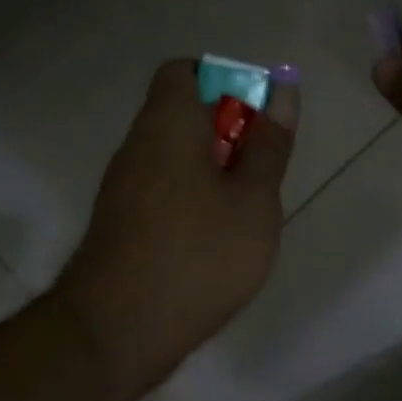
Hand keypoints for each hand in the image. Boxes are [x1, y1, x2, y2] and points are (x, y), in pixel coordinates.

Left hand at [55, 59, 298, 400]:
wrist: (119, 329)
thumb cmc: (199, 254)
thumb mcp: (254, 199)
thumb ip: (270, 145)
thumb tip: (282, 91)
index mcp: (168, 124)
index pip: (185, 71)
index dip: (226, 83)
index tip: (258, 119)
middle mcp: (138, 146)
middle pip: (183, 115)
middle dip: (229, 134)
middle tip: (263, 173)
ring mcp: (124, 188)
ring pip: (176, 158)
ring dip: (214, 172)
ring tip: (246, 212)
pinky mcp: (121, 225)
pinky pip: (164, 192)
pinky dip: (194, 201)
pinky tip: (217, 241)